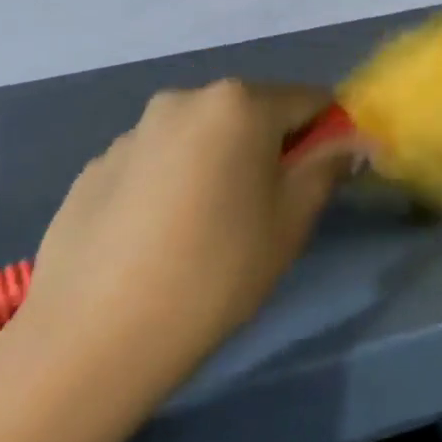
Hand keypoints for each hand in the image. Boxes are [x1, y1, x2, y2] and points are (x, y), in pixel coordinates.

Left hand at [15, 79, 356, 404]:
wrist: (88, 343)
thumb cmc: (214, 272)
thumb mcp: (291, 221)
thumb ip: (328, 167)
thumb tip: (353, 140)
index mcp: (240, 103)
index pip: (309, 100)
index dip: (326, 136)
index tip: (319, 180)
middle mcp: (185, 99)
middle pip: (252, 113)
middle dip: (268, 148)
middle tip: (263, 211)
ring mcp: (134, 131)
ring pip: (201, 136)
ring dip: (217, 163)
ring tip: (202, 230)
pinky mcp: (95, 167)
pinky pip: (156, 161)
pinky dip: (170, 183)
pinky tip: (156, 240)